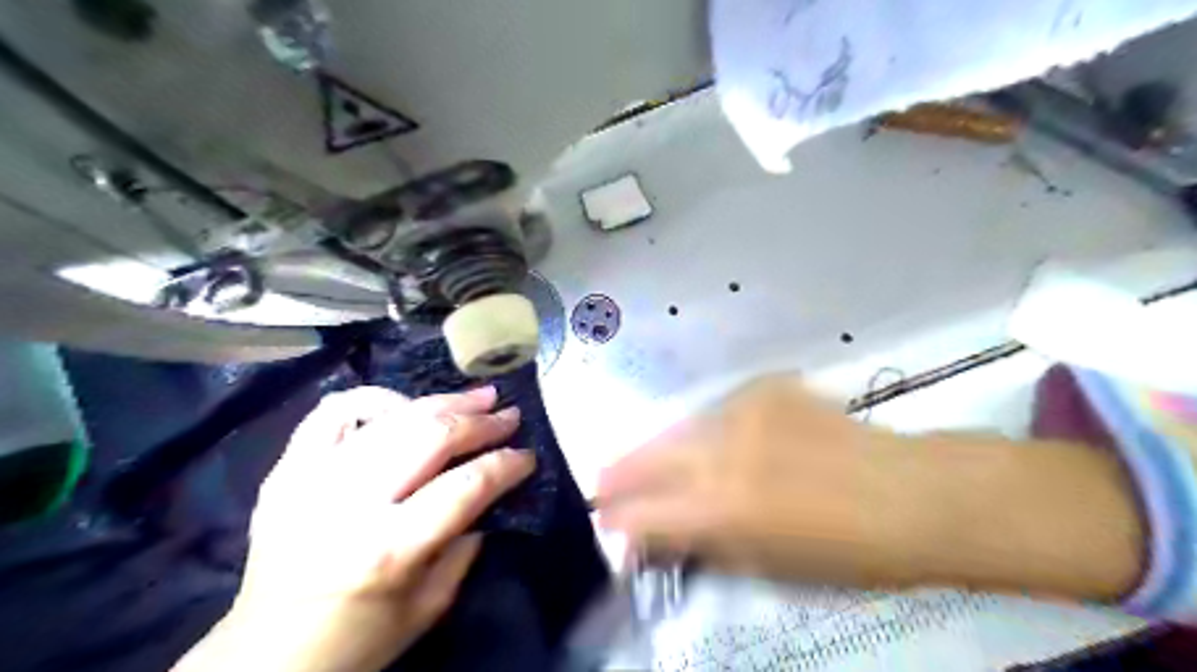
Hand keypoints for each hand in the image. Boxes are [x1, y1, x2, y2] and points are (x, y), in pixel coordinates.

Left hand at [175, 385, 533, 671]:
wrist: (265, 658)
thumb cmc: (358, 640)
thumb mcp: (429, 606)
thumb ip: (466, 544)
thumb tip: (489, 492)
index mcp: (390, 548)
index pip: (466, 486)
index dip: (505, 464)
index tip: (527, 456)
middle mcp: (351, 504)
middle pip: (431, 437)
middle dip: (481, 422)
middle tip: (509, 414)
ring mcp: (312, 479)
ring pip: (392, 417)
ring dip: (442, 401)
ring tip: (475, 397)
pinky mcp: (286, 470)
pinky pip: (331, 412)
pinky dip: (373, 399)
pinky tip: (403, 405)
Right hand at [598, 377, 922, 588]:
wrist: (910, 493)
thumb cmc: (846, 552)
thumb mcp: (768, 567)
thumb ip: (705, 547)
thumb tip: (660, 538)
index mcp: (724, 508)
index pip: (647, 514)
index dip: (620, 521)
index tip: (606, 522)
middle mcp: (724, 451)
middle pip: (650, 458)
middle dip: (620, 473)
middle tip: (602, 480)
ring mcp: (744, 411)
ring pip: (681, 428)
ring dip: (661, 448)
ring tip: (649, 458)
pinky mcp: (765, 387)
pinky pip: (720, 410)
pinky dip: (709, 428)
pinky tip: (718, 439)